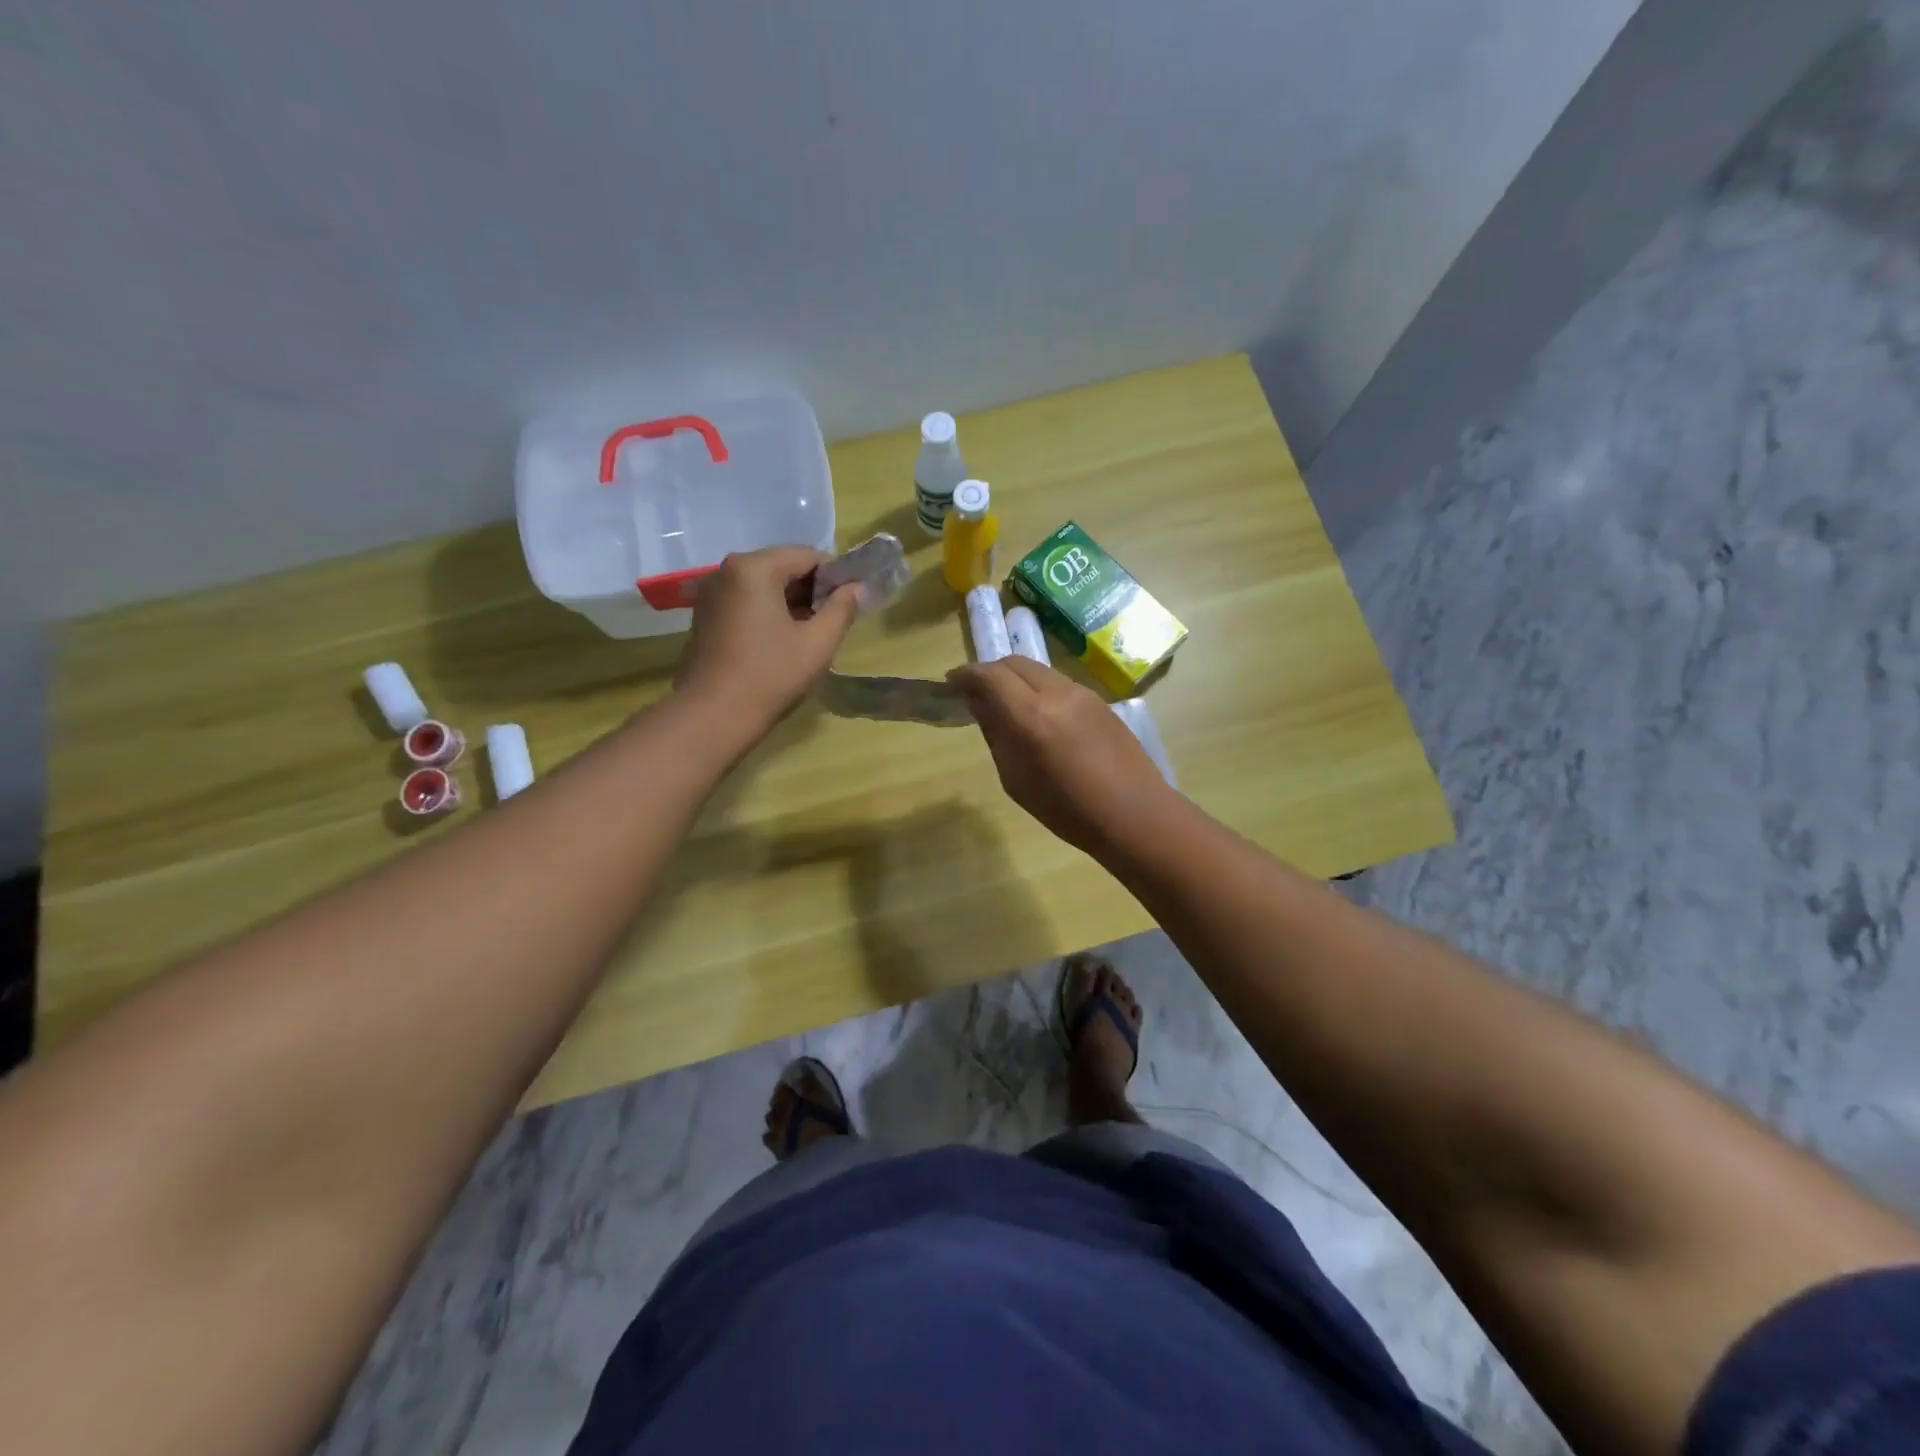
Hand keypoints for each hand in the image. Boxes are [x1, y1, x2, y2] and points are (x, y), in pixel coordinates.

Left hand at [674, 546, 863, 729]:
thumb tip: (857, 587)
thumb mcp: (817, 643)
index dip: (836, 576)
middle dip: (813, 590)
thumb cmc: (770, 676)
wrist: (712, 716)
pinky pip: (747, 602)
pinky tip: (782, 643)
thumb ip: (842, 609)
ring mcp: (712, 593)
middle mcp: (727, 570)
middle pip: (784, 567)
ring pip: (765, 586)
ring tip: (811, 635)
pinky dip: (769, 613)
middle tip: (834, 622)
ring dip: (792, 603)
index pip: (808, 555)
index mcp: (755, 568)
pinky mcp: (706, 616)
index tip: (851, 603)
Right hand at [947, 656, 1172, 854]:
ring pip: (1039, 670)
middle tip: (975, 692)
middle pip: (1015, 663)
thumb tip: (980, 705)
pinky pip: (1059, 683)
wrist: (1135, 814)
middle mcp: (1057, 693)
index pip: (990, 676)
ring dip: (1015, 678)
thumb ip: (996, 735)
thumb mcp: (1017, 780)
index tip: (951, 683)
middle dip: (990, 671)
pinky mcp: (1100, 700)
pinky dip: (1038, 688)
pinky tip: (1037, 713)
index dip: (966, 675)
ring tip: (1005, 702)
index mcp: (1032, 717)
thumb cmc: (1069, 810)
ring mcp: (1083, 693)